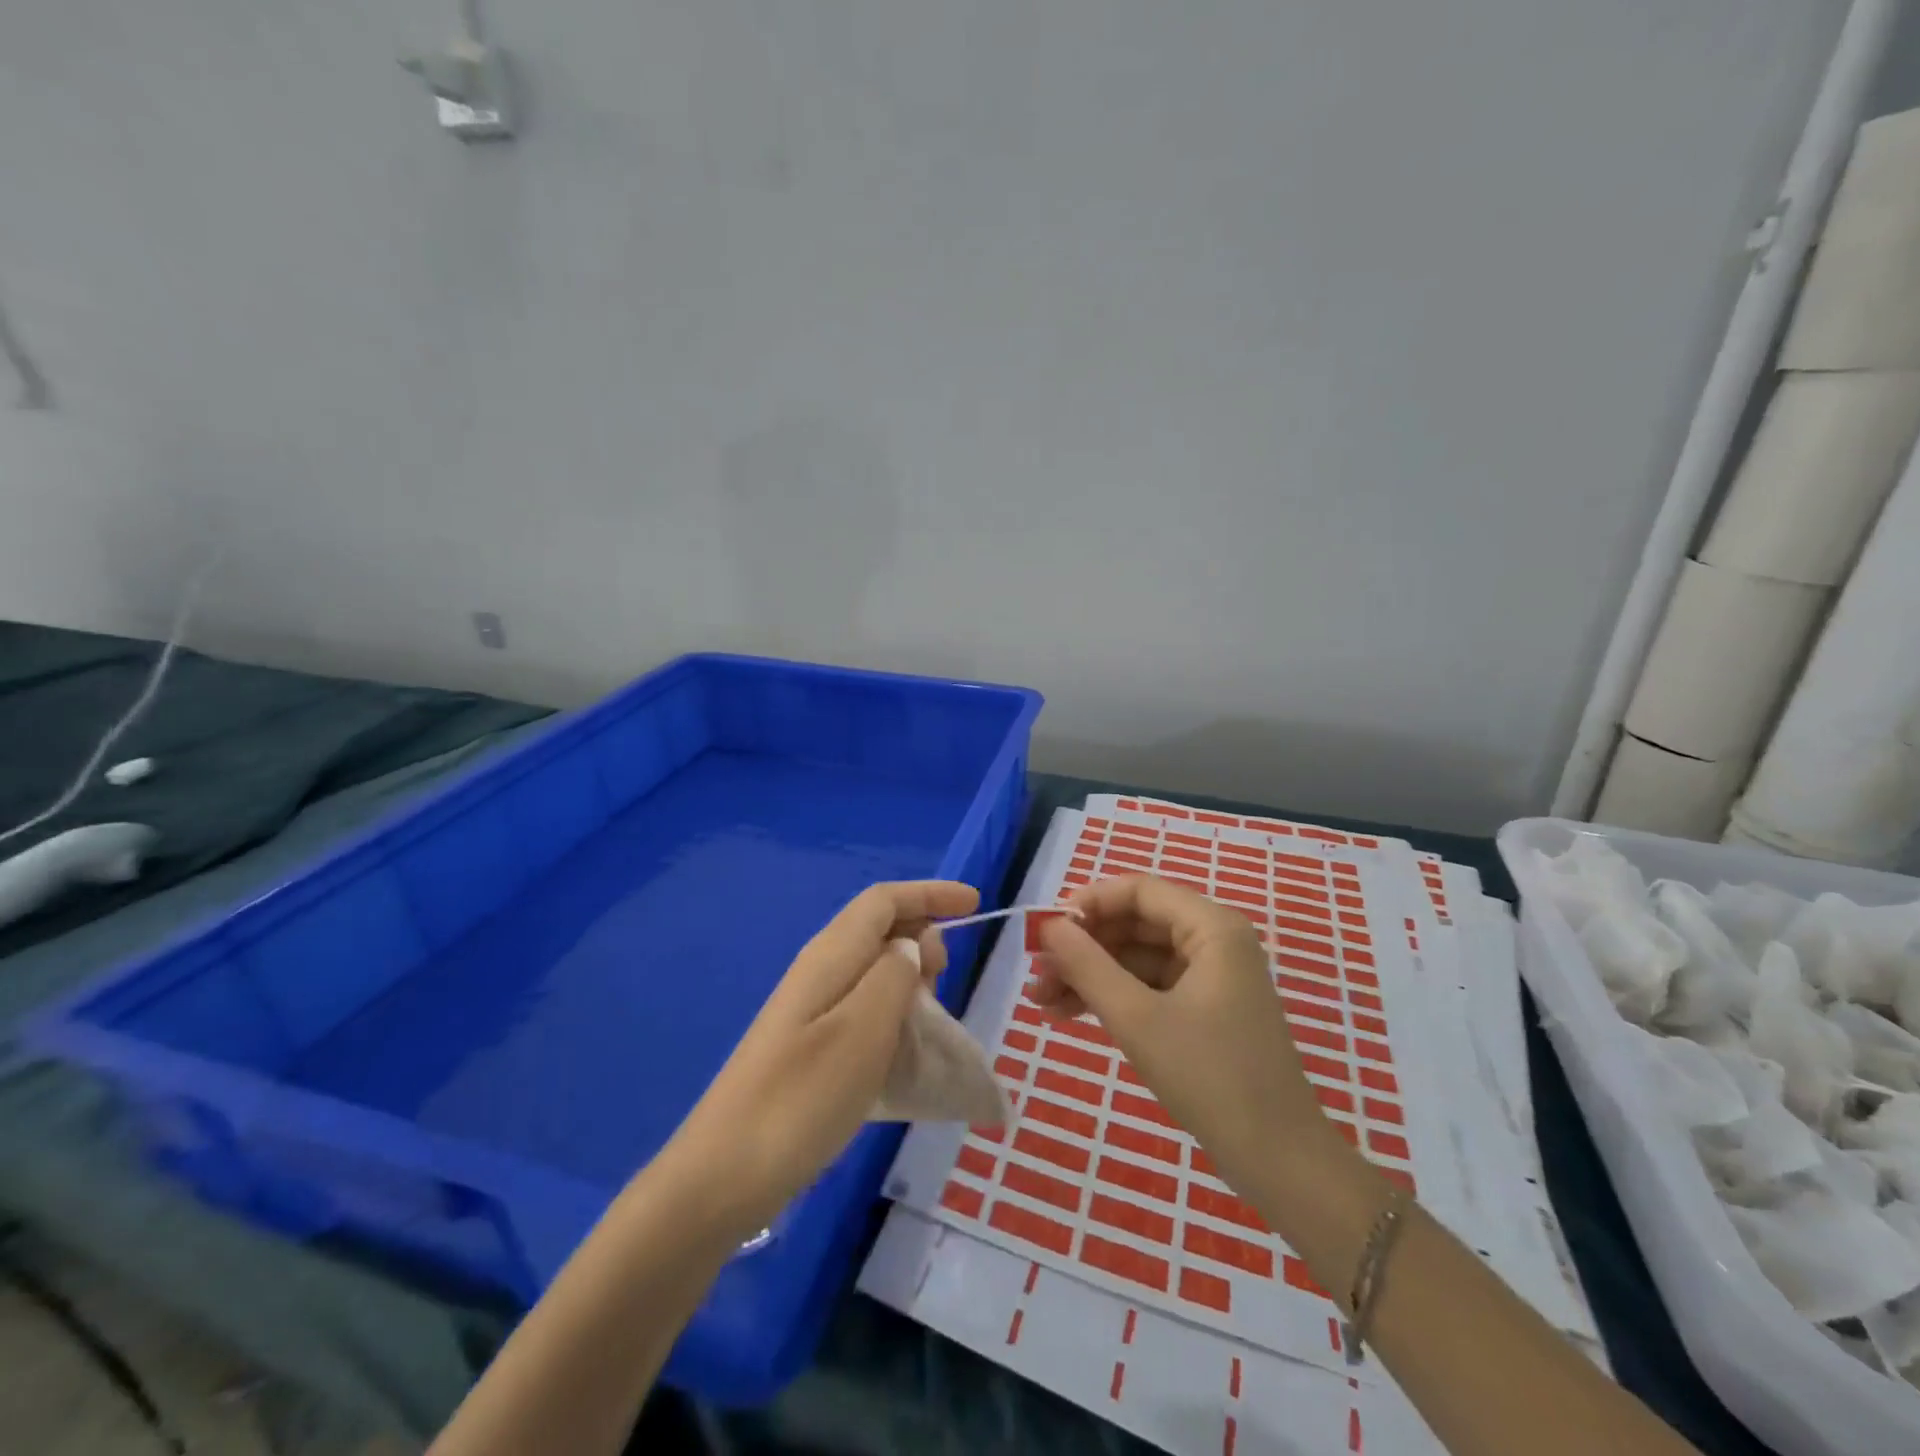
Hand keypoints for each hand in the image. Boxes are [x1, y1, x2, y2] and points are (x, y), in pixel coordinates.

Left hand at [663, 880, 978, 1234]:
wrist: (724, 1175)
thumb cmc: (801, 1097)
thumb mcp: (862, 1030)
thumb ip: (894, 976)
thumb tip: (911, 946)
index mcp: (831, 955)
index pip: (884, 900)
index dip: (930, 894)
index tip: (975, 904)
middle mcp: (820, 970)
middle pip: (879, 928)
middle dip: (923, 937)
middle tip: (948, 978)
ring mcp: (811, 1009)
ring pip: (874, 969)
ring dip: (911, 978)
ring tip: (933, 1017)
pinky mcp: (809, 1044)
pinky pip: (864, 1007)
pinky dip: (894, 1012)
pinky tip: (905, 1049)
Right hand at [1033, 875, 1344, 1196]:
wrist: (1280, 1162)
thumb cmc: (1211, 1078)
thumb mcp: (1137, 1019)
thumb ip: (1088, 966)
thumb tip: (1049, 927)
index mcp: (1212, 928)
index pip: (1138, 891)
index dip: (1088, 904)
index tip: (1046, 932)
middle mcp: (1215, 941)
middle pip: (1135, 923)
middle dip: (1083, 947)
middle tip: (1038, 975)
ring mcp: (1212, 976)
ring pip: (1138, 957)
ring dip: (1091, 974)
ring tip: (1042, 1002)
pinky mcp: (1206, 1009)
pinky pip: (1150, 986)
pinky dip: (1113, 996)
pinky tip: (1071, 1014)